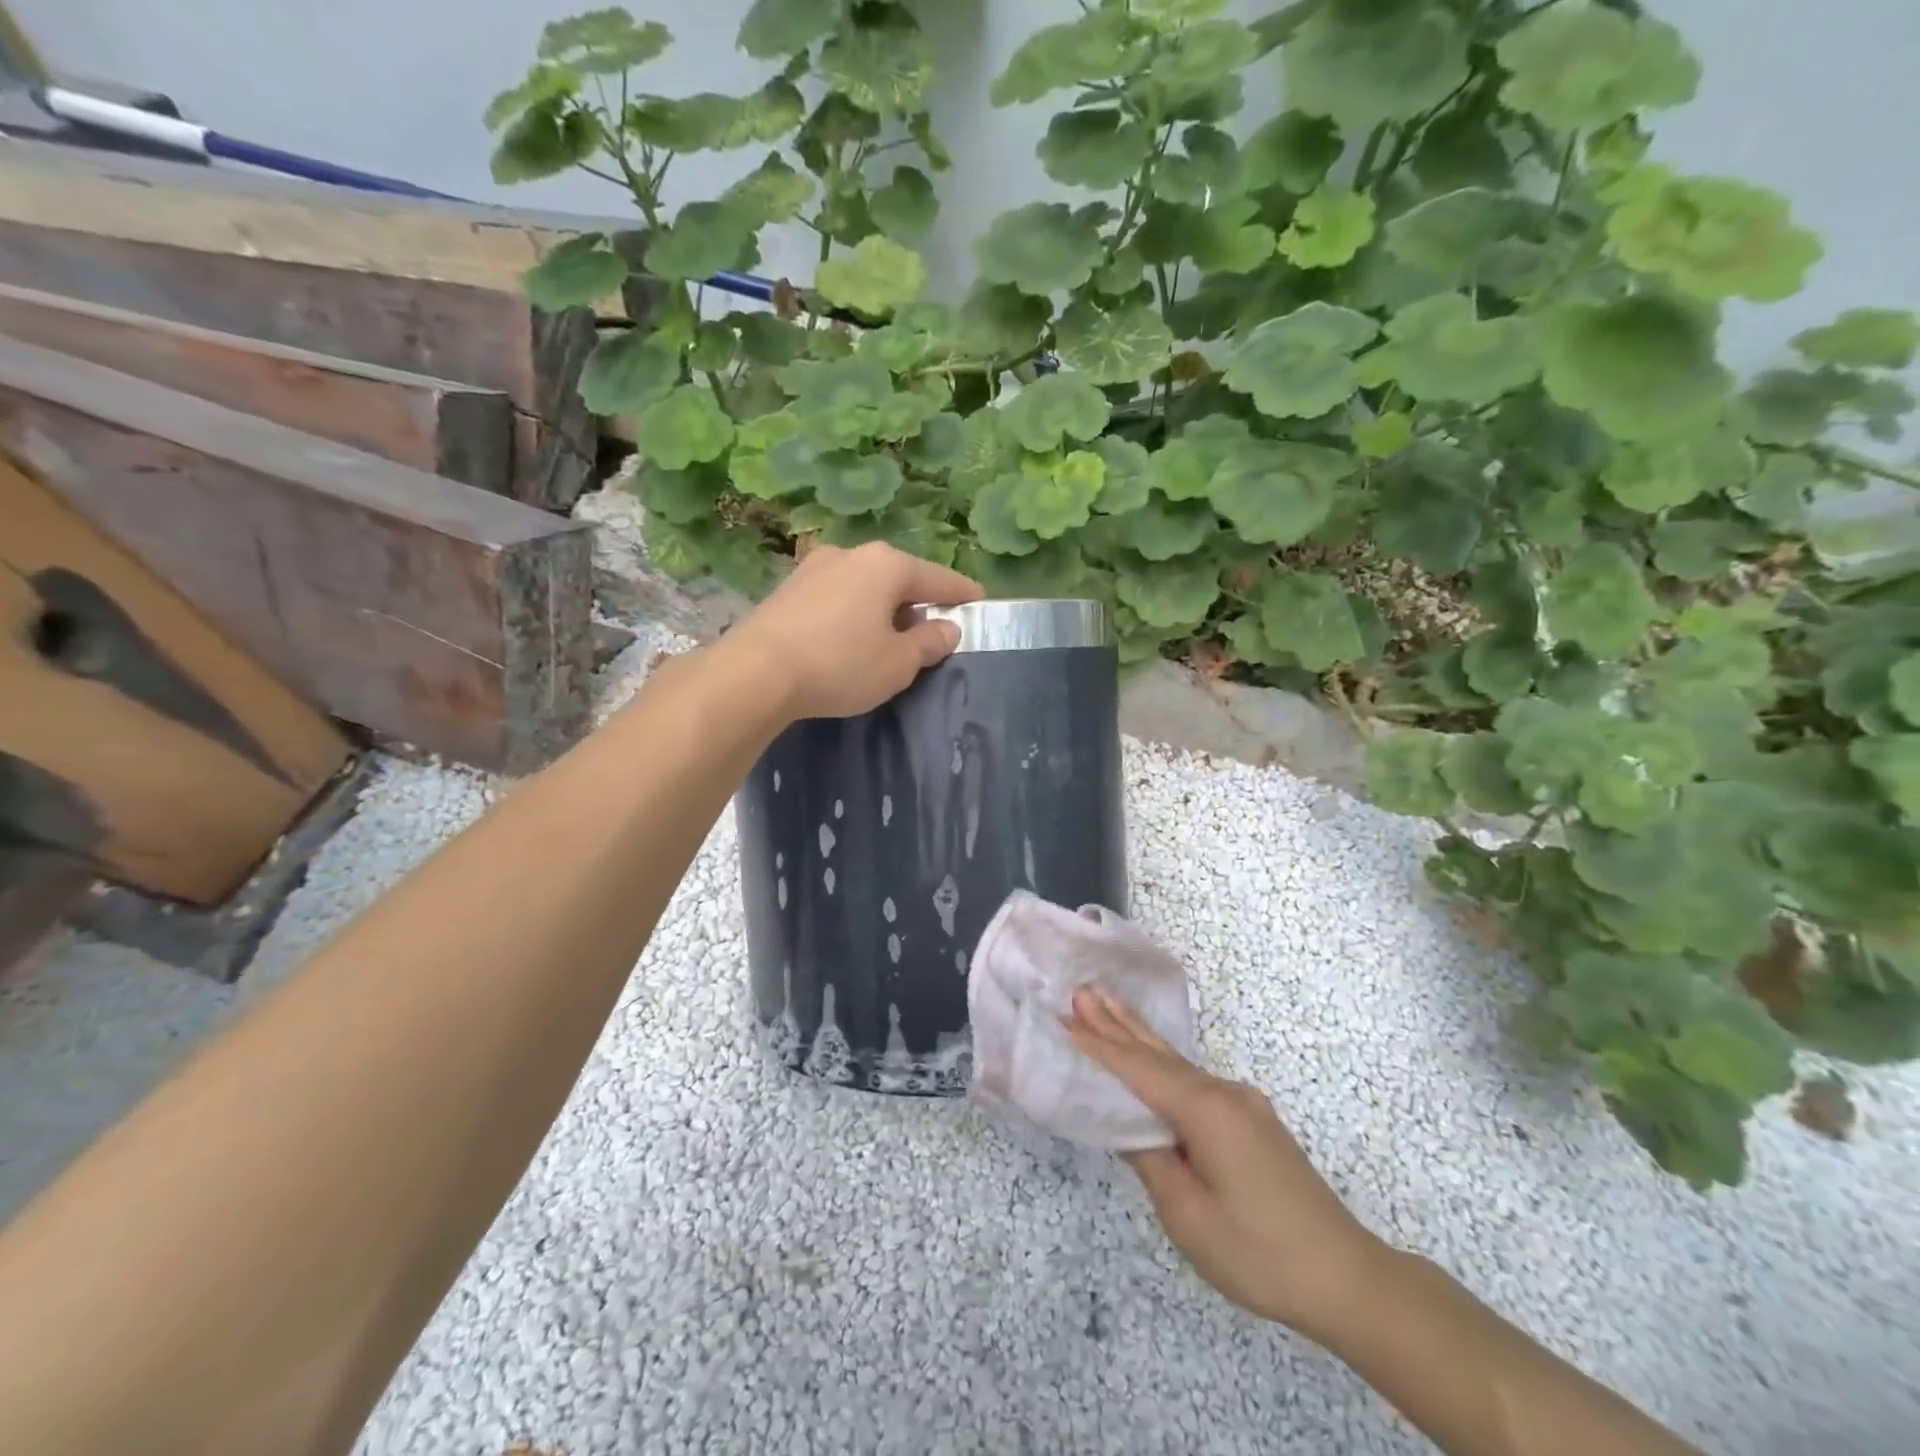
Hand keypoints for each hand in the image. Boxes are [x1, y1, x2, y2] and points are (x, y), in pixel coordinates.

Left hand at [723, 542, 982, 720]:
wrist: (755, 673)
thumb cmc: (840, 664)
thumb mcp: (897, 663)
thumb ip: (928, 643)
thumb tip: (945, 628)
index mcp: (886, 565)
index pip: (938, 578)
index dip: (961, 594)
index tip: (978, 601)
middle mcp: (851, 554)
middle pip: (899, 577)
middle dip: (918, 601)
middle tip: (932, 629)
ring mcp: (814, 568)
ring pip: (865, 585)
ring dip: (882, 608)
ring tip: (889, 637)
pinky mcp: (788, 589)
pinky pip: (837, 597)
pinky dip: (853, 613)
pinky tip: (849, 638)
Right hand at [1065, 989, 1385, 1338]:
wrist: (1348, 1277)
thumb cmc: (1260, 1251)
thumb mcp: (1188, 1214)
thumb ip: (1150, 1159)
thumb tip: (1128, 1124)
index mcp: (1205, 1110)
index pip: (1139, 1070)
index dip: (1100, 1046)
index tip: (1065, 1017)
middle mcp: (1224, 1093)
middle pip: (1159, 1053)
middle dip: (1117, 1023)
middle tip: (1082, 992)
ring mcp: (1243, 1104)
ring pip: (1178, 1064)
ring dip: (1139, 1037)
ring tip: (1108, 1006)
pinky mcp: (1252, 1121)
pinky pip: (1195, 1082)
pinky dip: (1163, 1064)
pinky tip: (1152, 1058)